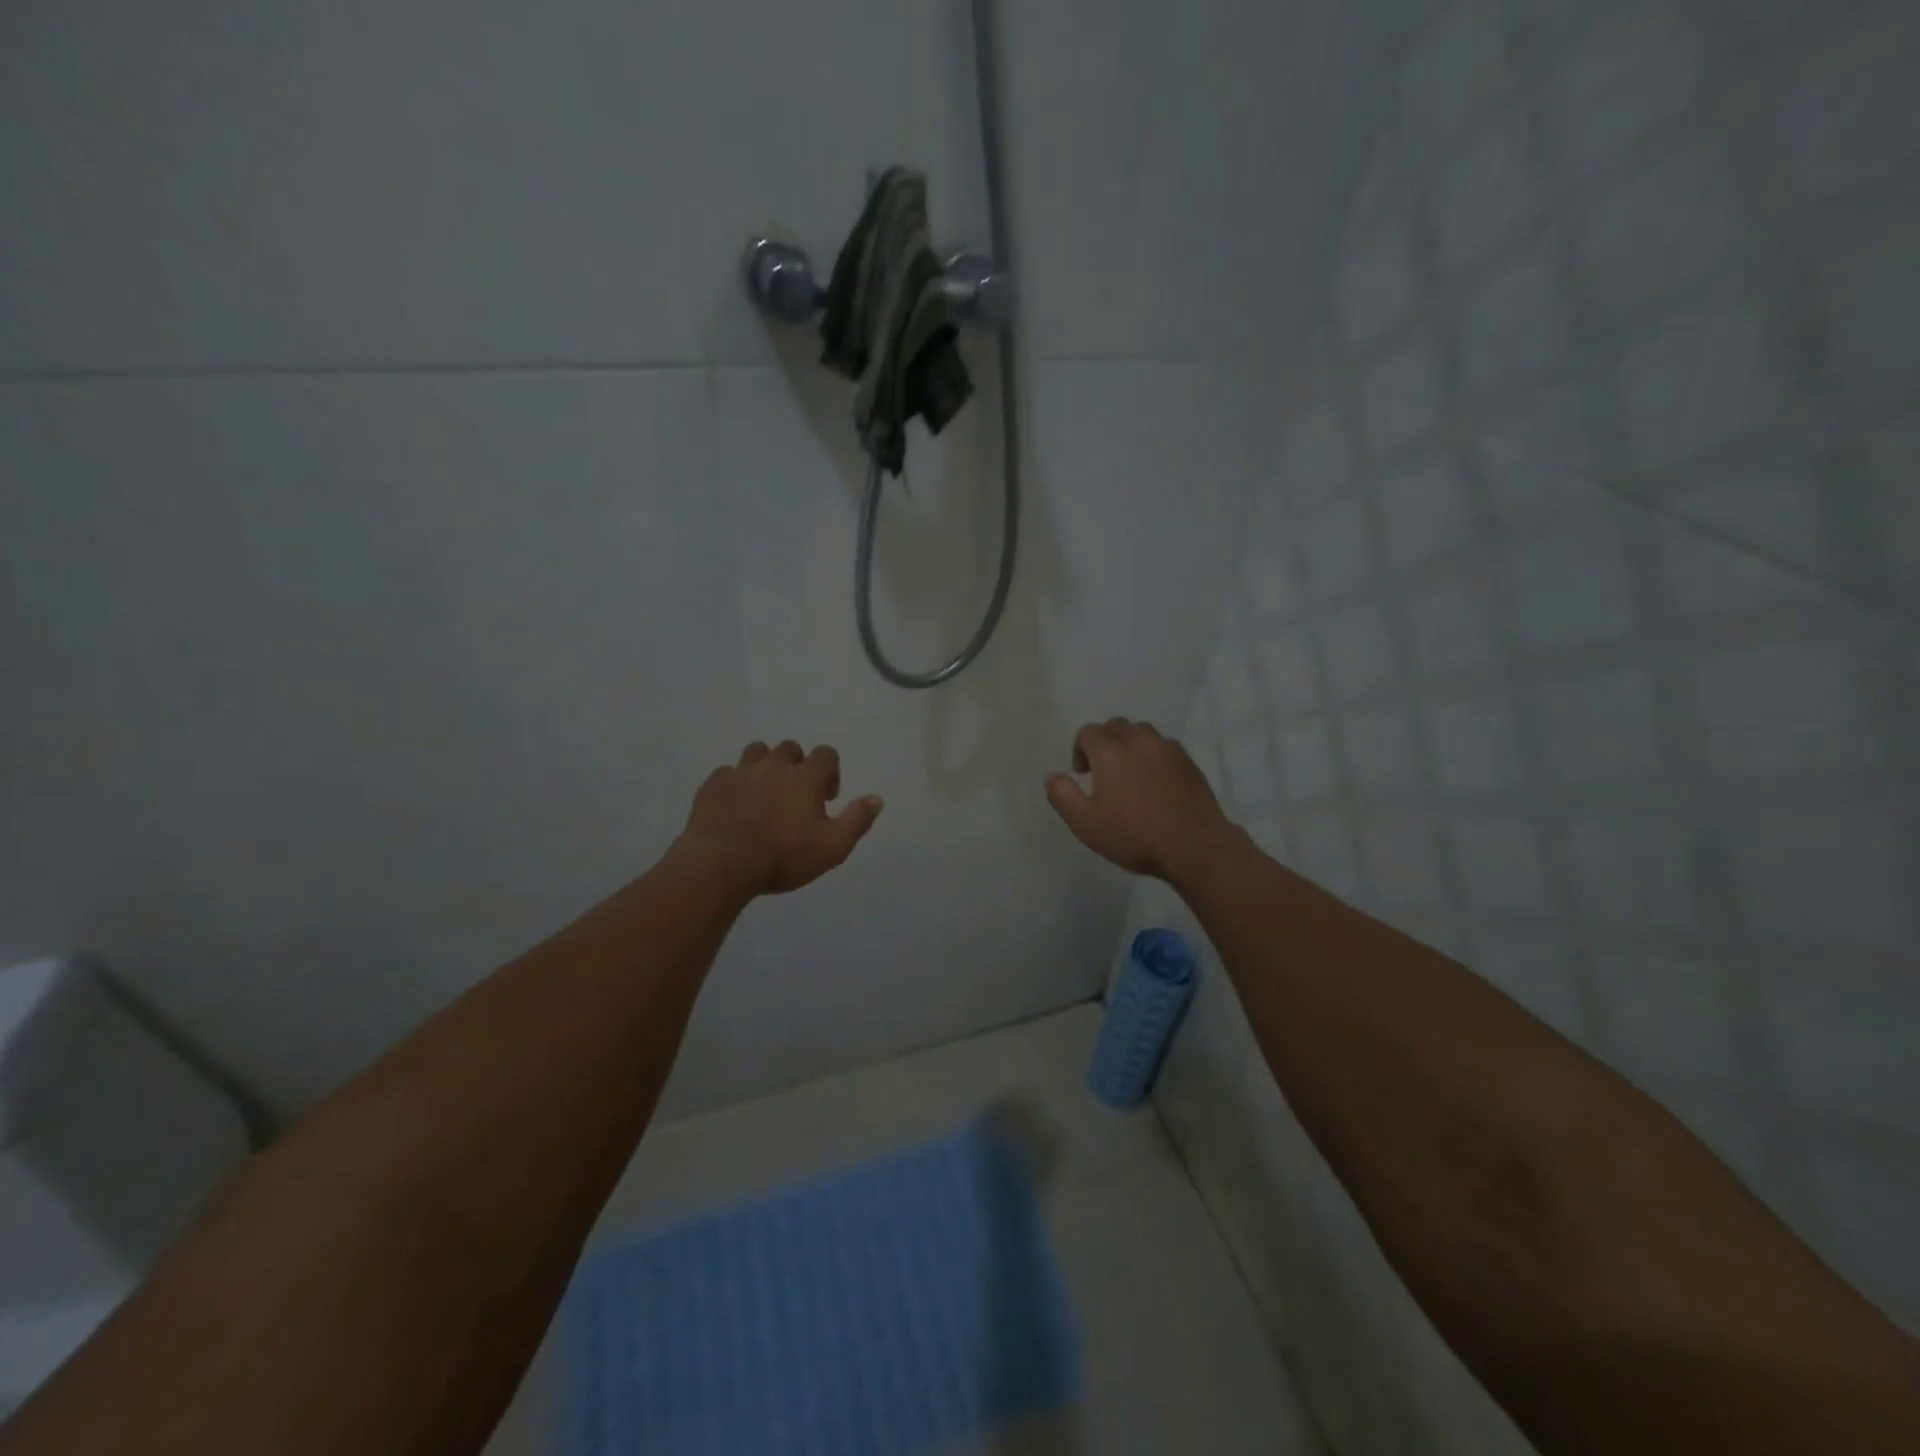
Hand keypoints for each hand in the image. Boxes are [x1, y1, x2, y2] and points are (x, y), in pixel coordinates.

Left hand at [681, 741, 883, 895]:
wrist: (723, 863)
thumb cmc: (784, 856)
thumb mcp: (833, 846)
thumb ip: (857, 820)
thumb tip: (877, 798)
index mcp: (805, 776)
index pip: (826, 754)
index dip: (831, 771)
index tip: (827, 797)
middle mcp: (774, 765)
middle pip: (790, 749)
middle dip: (797, 765)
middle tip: (796, 795)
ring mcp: (740, 772)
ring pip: (756, 752)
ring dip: (765, 765)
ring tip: (765, 792)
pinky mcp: (713, 785)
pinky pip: (727, 773)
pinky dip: (735, 783)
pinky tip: (735, 804)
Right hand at [1044, 718, 1235, 879]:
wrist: (1193, 845)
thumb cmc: (1133, 834)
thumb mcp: (1085, 823)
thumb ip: (1062, 795)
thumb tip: (1051, 776)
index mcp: (1110, 750)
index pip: (1087, 732)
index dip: (1080, 750)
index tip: (1082, 775)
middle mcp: (1138, 740)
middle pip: (1115, 726)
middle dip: (1104, 743)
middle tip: (1103, 772)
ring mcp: (1167, 748)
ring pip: (1142, 732)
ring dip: (1130, 745)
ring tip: (1130, 774)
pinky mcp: (1189, 761)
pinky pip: (1164, 747)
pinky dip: (1153, 756)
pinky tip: (1156, 782)